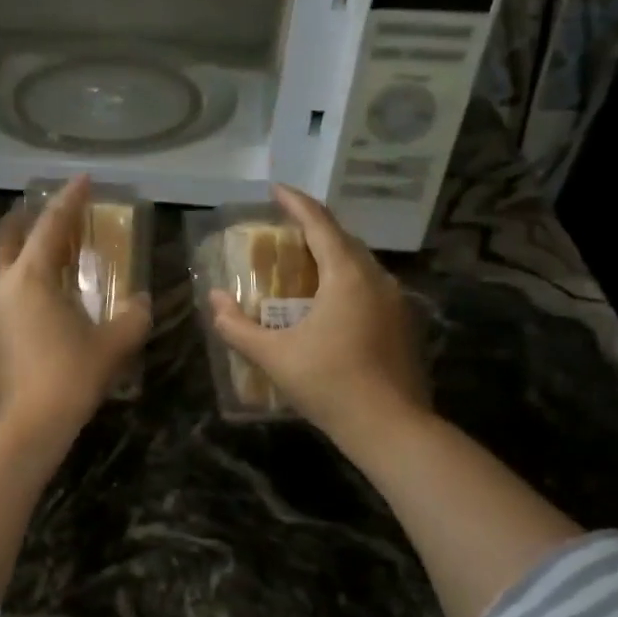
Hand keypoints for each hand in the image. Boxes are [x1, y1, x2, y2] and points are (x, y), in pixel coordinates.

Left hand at [0, 177, 151, 436]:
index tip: (81, 179)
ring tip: (34, 274)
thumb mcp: (110, 350)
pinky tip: (15, 323)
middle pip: (7, 236)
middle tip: (48, 221)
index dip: (70, 199)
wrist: (11, 434)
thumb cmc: (65, 383)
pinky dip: (1, 301)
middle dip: (28, 221)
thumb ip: (132, 319)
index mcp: (30, 277)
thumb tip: (142, 303)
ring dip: (12, 263)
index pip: (52, 224)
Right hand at [209, 184, 428, 447]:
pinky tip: (329, 304)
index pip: (320, 224)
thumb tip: (214, 299)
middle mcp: (377, 279)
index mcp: (347, 276)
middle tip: (283, 232)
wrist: (391, 427)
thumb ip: (238, 326)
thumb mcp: (274, 356)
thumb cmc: (330, 384)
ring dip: (332, 256)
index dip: (296, 203)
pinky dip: (346, 281)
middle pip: (343, 240)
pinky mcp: (403, 324)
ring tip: (303, 266)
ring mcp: (396, 301)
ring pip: (360, 264)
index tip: (276, 189)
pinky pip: (370, 287)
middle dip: (313, 229)